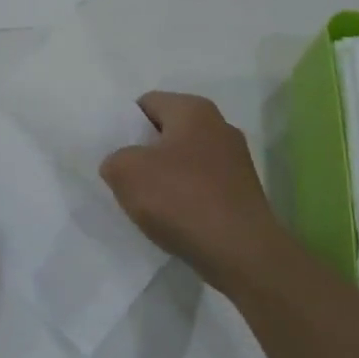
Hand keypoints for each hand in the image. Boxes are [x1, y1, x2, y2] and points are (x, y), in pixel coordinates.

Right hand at [100, 92, 288, 292]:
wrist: (241, 253)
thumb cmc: (182, 199)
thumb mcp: (126, 172)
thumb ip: (114, 159)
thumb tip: (122, 164)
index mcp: (193, 109)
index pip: (147, 103)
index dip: (126, 125)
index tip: (114, 152)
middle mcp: (220, 125)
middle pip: (168, 131)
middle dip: (146, 152)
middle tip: (126, 177)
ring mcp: (237, 160)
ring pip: (186, 160)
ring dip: (166, 177)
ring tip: (149, 203)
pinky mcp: (243, 191)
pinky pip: (203, 185)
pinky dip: (187, 197)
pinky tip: (175, 219)